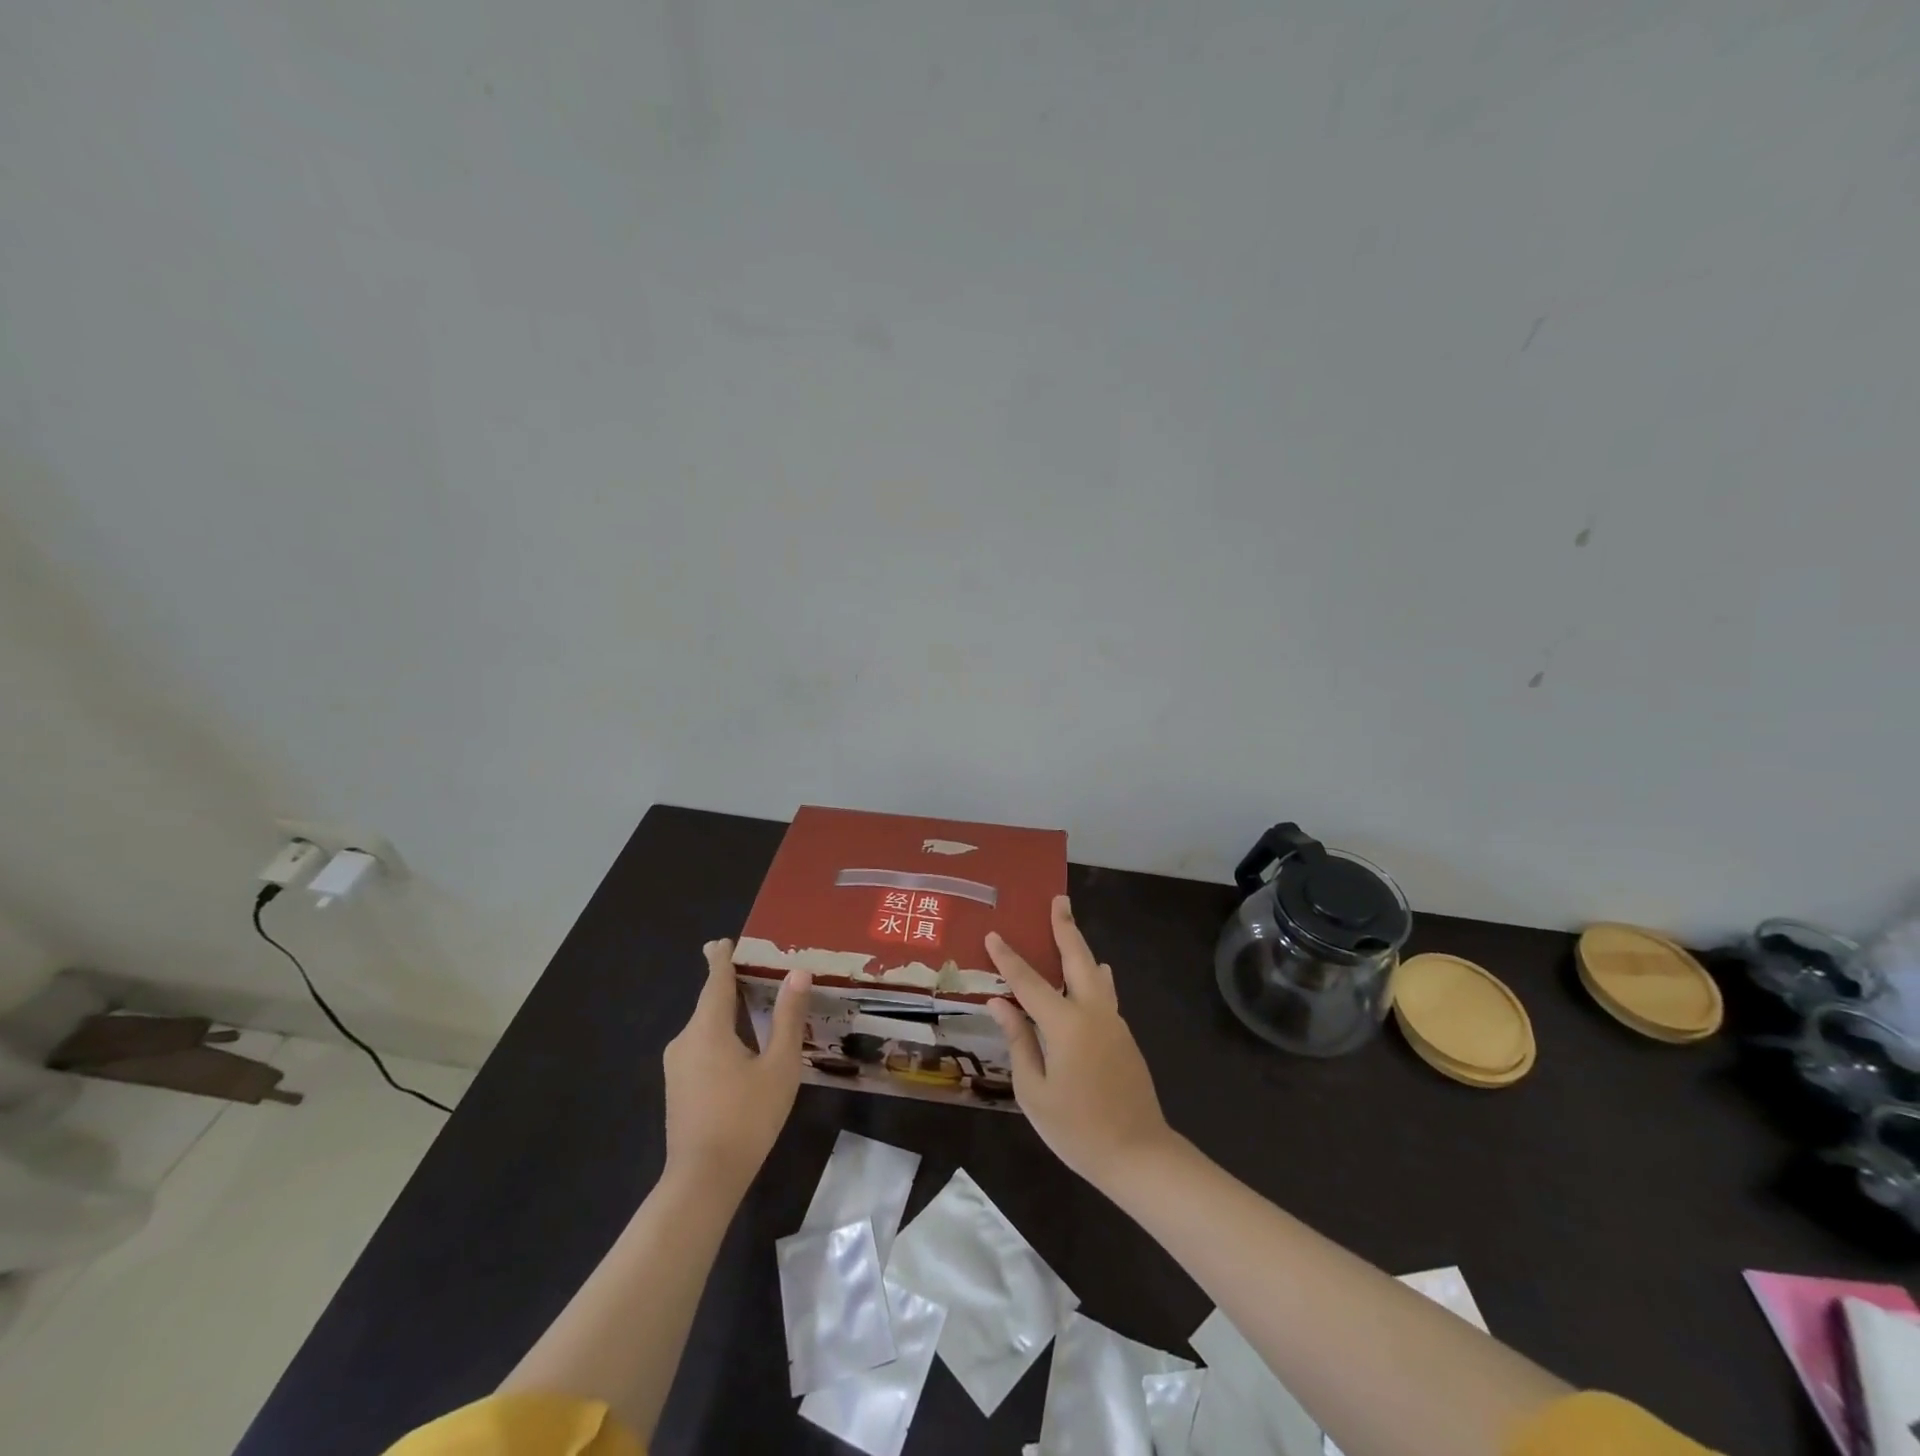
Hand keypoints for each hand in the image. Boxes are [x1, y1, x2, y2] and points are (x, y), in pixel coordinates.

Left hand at [662, 940, 810, 1193]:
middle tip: (754, 969)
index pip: (715, 980)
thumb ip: (787, 1017)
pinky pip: (701, 1046)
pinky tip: (742, 1046)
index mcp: (707, 1028)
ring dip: (726, 1013)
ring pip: (705, 1027)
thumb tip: (797, 973)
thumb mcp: (779, 1065)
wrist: (702, 1181)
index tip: (721, 941)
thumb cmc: (746, 1117)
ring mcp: (677, 1066)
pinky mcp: (678, 1088)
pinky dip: (721, 1035)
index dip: (721, 958)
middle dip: (728, 984)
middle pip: (709, 1002)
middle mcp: (685, 1039)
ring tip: (754, 1005)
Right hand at [985, 896, 1173, 1188]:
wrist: (1138, 1154)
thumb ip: (1018, 1041)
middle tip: (1058, 899)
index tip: (993, 934)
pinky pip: (1104, 993)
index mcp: (1065, 1024)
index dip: (1008, 958)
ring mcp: (1113, 1021)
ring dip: (1080, 946)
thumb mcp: (1034, 1091)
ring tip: (1068, 926)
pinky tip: (1092, 972)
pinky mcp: (1123, 1034)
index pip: (1029, 982)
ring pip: (1095, 971)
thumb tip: (1000, 1003)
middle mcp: (1092, 1012)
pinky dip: (1093, 974)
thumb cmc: (1077, 1129)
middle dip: (1065, 927)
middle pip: (1076, 958)